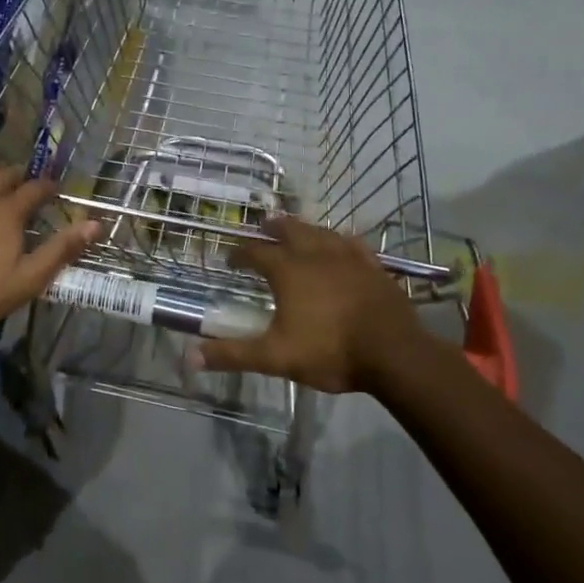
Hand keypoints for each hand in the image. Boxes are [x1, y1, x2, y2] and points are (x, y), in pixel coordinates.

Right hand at [197, 216, 429, 393]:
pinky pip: (353, 244)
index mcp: (288, 271)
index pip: (255, 253)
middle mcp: (315, 254)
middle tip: (263, 225)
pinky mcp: (373, 267)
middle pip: (290, 230)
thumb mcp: (275, 357)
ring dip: (305, 228)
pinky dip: (340, 240)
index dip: (240, 253)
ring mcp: (348, 257)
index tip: (230, 258)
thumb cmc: (330, 351)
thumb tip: (189, 357)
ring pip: (321, 232)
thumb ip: (233, 355)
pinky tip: (342, 243)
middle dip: (273, 228)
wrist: (394, 353)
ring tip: (298, 228)